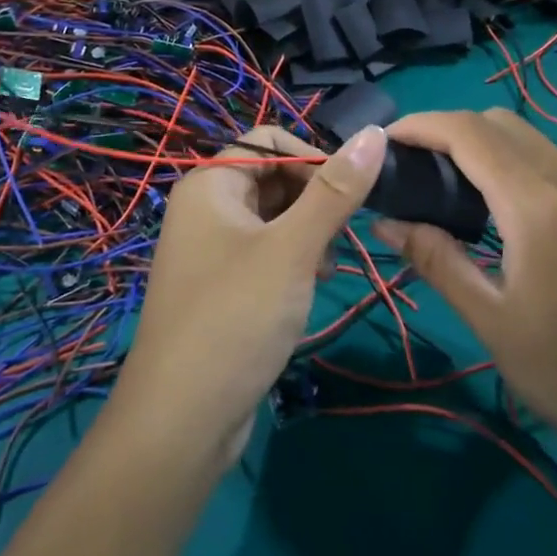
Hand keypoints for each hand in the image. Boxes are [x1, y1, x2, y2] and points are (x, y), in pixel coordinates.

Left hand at [109, 123, 387, 471]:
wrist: (180, 422)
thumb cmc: (235, 319)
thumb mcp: (293, 249)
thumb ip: (336, 190)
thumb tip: (375, 133)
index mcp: (210, 184)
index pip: (269, 140)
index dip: (312, 158)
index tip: (352, 193)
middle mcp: (206, 208)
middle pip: (272, 176)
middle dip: (314, 198)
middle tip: (344, 234)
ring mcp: (211, 249)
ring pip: (273, 216)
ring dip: (308, 231)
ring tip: (329, 263)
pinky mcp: (222, 286)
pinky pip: (265, 251)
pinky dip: (293, 258)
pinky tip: (314, 283)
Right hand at [374, 109, 556, 476]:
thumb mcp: (493, 322)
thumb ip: (436, 260)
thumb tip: (386, 221)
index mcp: (538, 206)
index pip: (469, 133)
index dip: (421, 124)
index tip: (383, 141)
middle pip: (499, 123)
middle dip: (447, 129)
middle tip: (410, 166)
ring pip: (527, 139)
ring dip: (480, 144)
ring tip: (442, 184)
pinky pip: (549, 163)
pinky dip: (509, 163)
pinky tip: (492, 208)